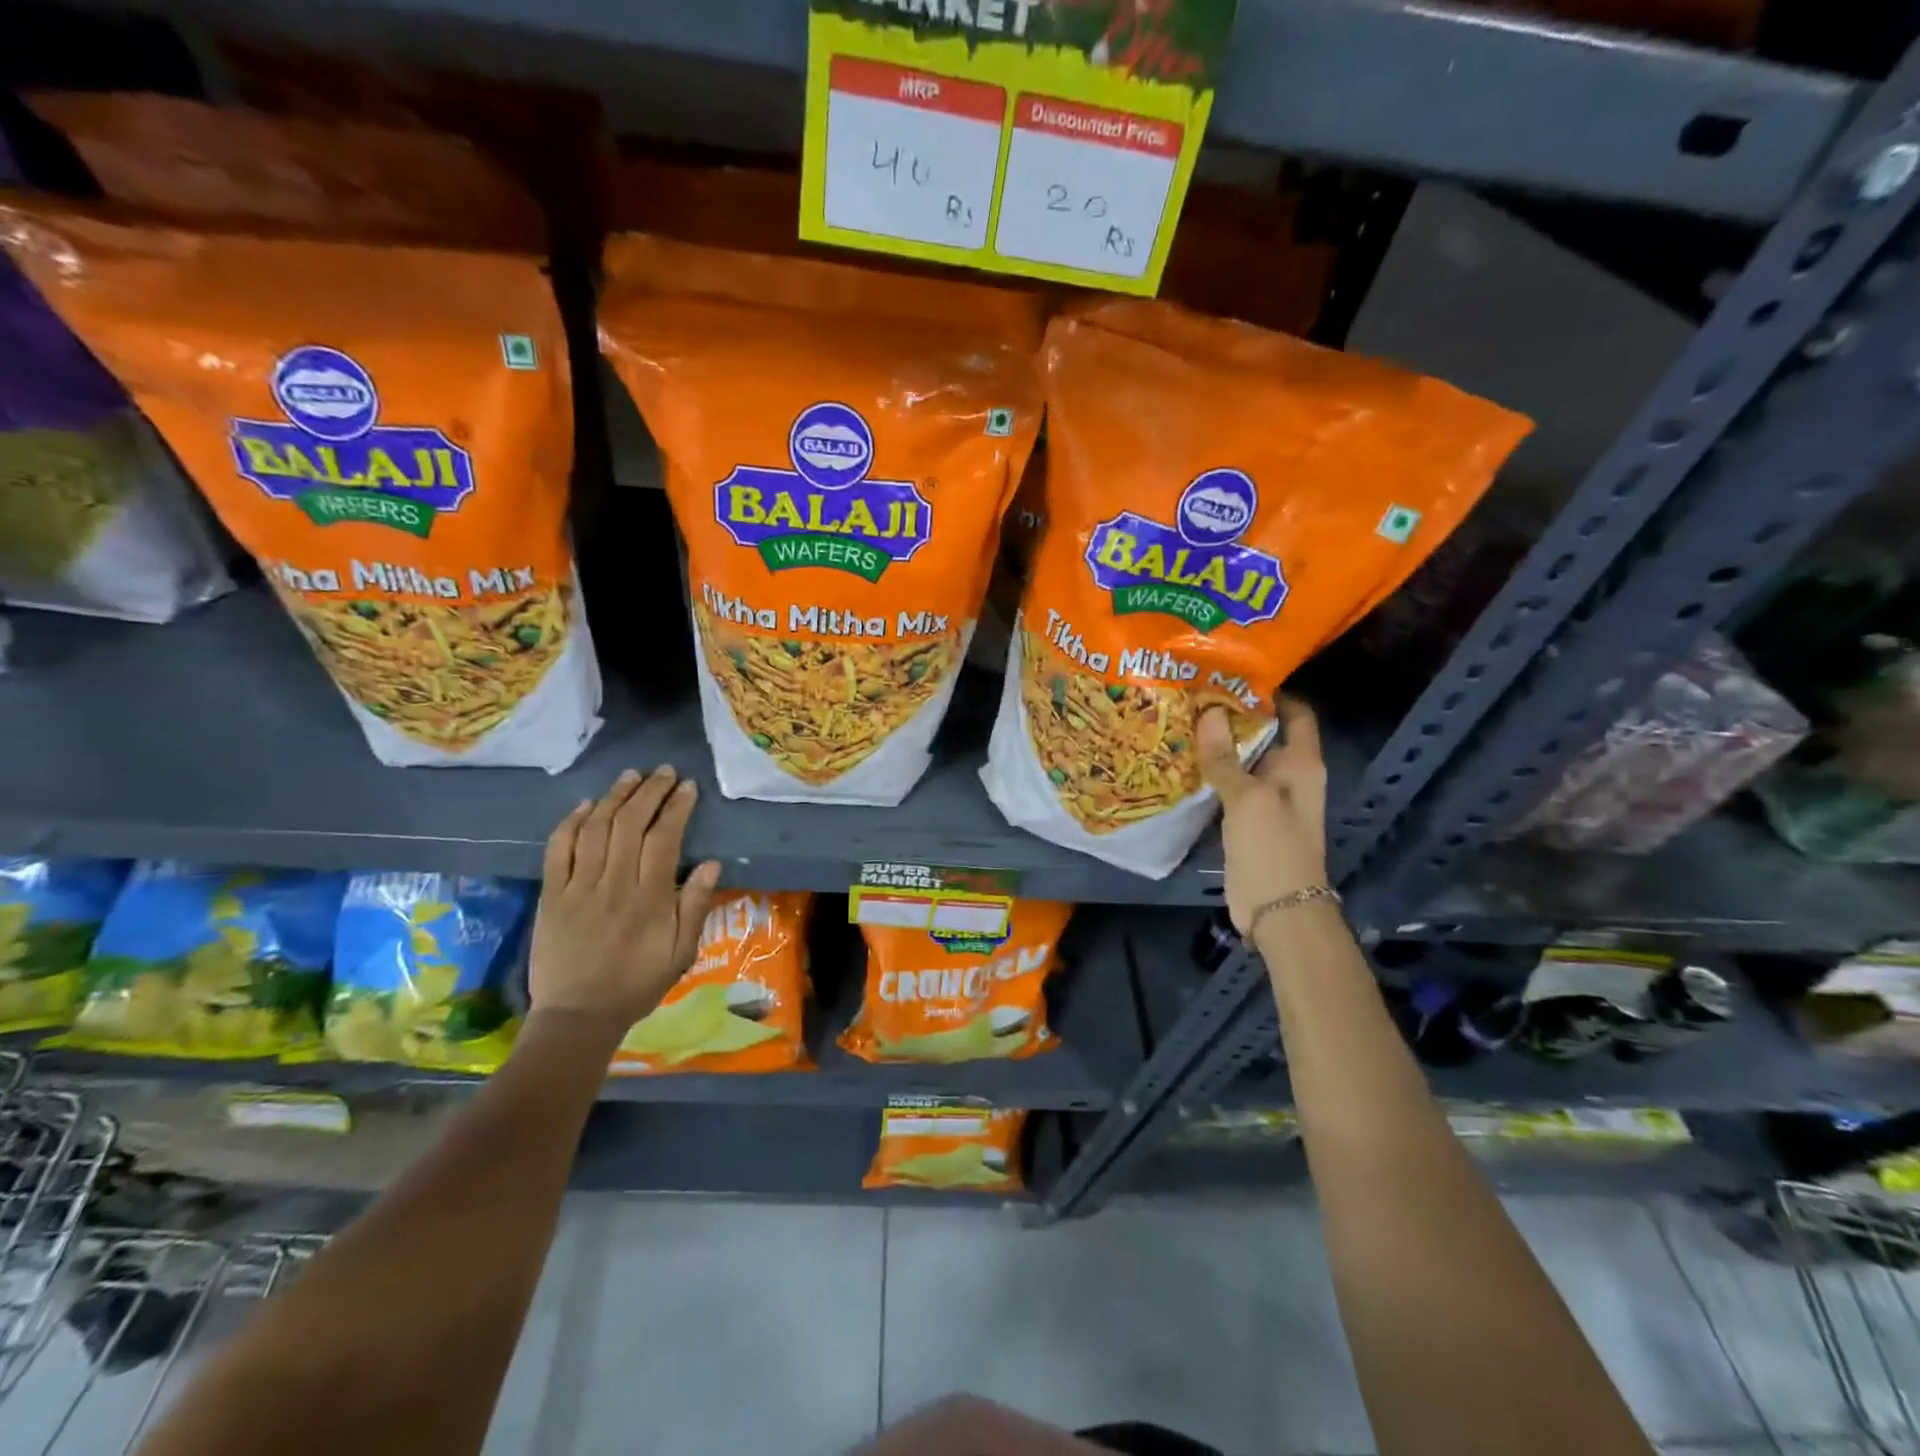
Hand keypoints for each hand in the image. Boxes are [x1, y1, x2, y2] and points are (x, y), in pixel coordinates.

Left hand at [528, 766, 721, 1029]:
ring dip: (614, 797)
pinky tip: (585, 805)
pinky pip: (558, 850)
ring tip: (631, 776)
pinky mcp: (551, 895)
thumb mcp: (681, 953)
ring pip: (596, 829)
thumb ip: (695, 907)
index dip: (676, 808)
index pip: (664, 838)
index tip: (687, 787)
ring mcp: (578, 888)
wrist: (578, 1016)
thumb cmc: (637, 984)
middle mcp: (614, 884)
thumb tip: (711, 864)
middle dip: (650, 792)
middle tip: (664, 772)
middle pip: (630, 824)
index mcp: (650, 899)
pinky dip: (570, 823)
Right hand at [1198, 696, 1328, 933]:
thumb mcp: (1248, 798)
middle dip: (1233, 715)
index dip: (1273, 692)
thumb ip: (1225, 757)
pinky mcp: (1245, 818)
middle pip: (1263, 733)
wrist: (1277, 909)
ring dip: (1217, 744)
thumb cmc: (1273, 847)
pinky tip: (1181, 759)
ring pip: (1241, 760)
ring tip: (1181, 718)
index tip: (1234, 674)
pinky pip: (1228, 785)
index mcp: (1302, 764)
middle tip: (1193, 692)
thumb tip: (1208, 712)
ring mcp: (1265, 798)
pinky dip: (1210, 772)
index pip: (1296, 714)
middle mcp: (1287, 775)